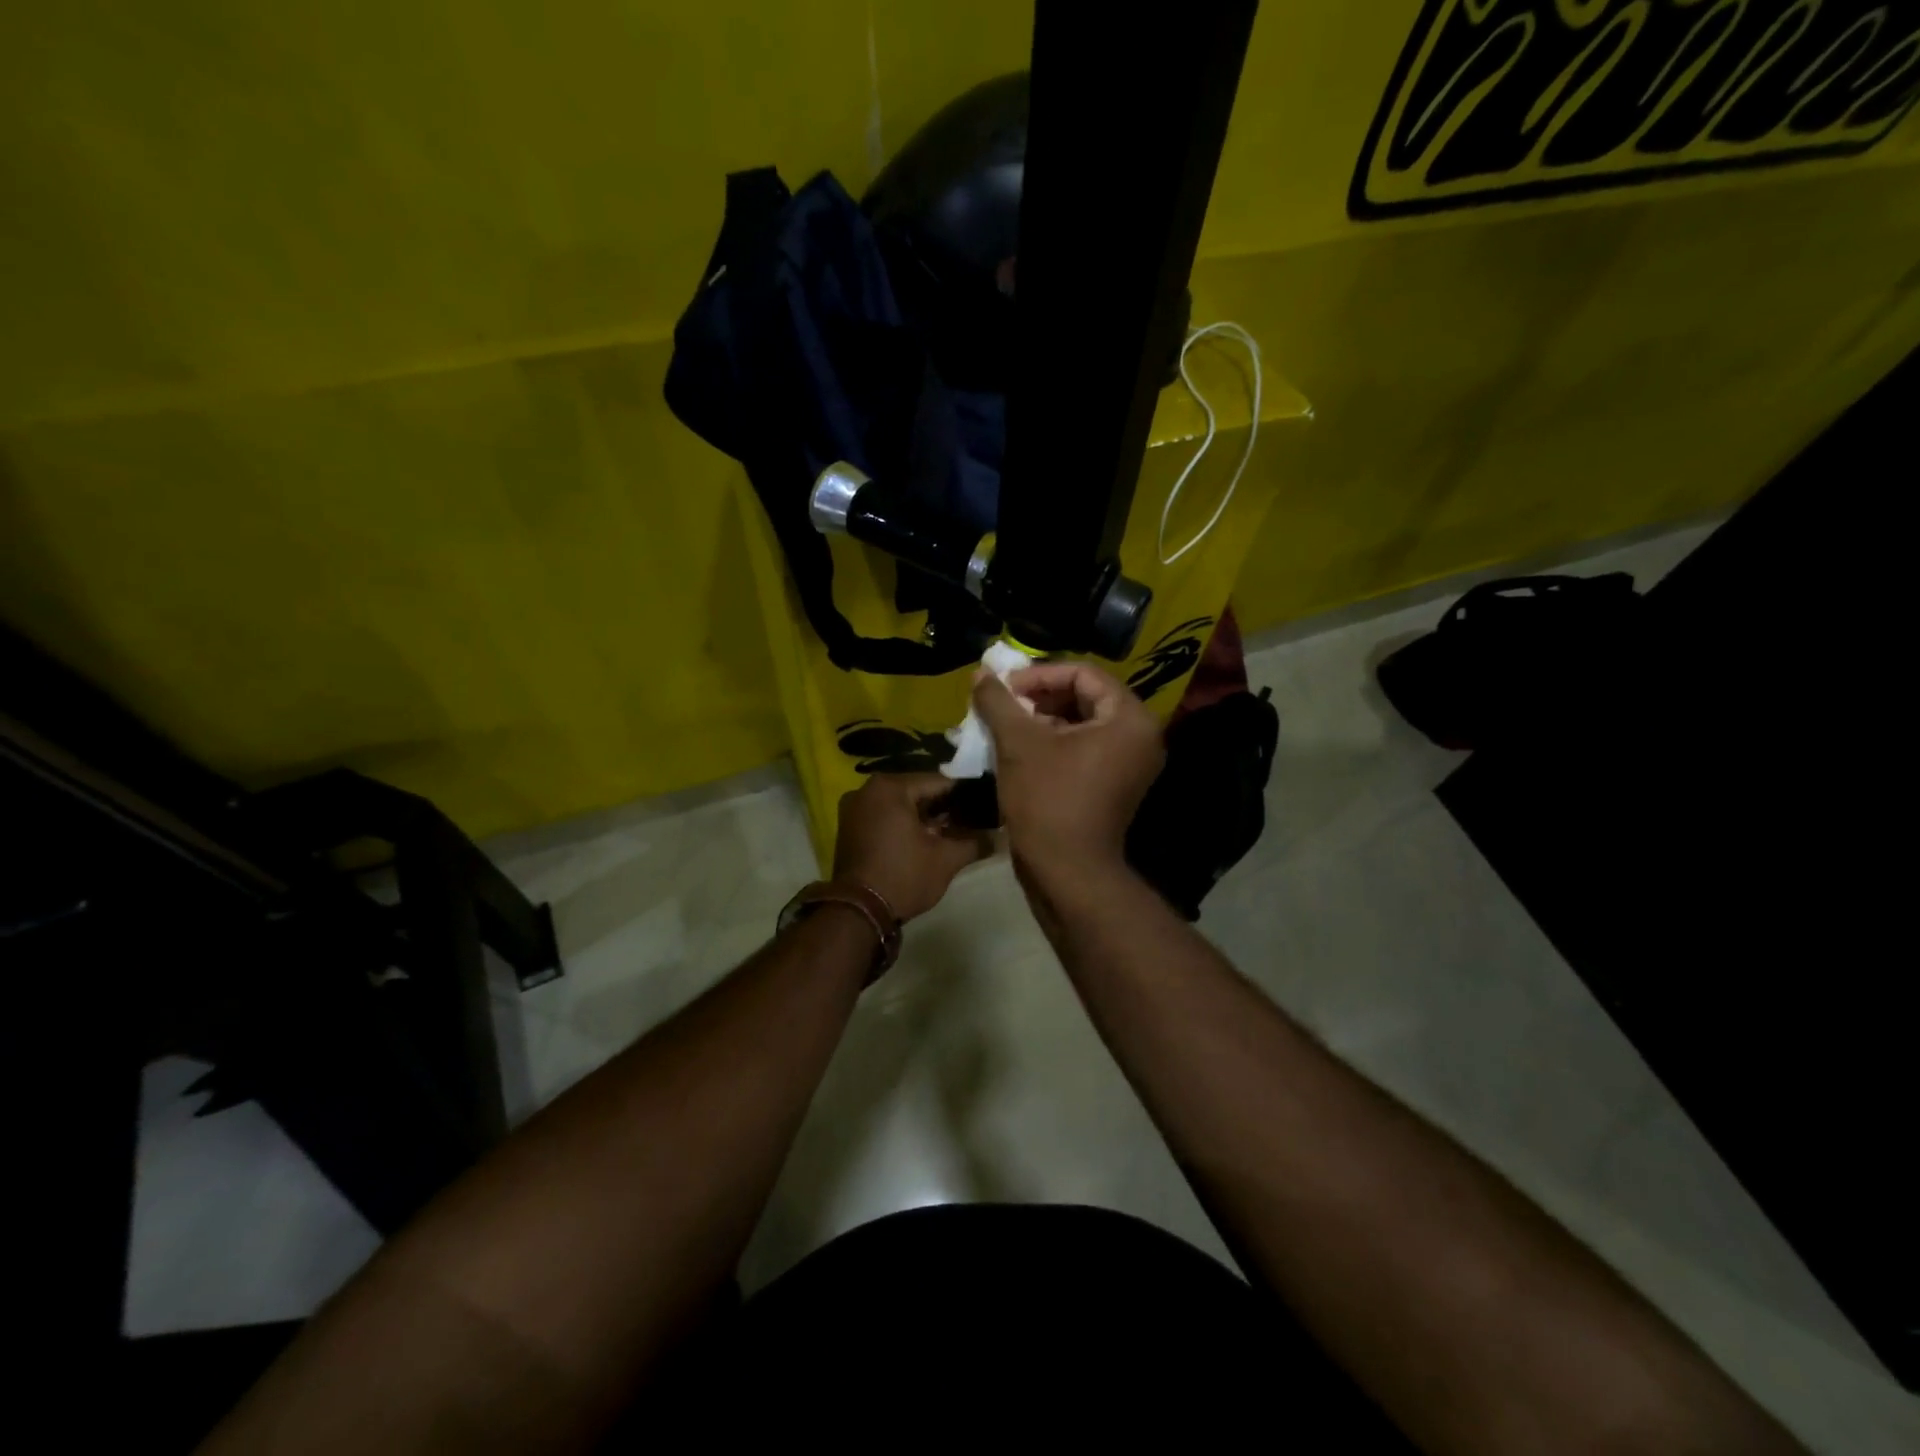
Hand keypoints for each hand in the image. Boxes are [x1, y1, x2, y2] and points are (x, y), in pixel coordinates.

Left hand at [833, 772, 991, 919]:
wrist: (858, 911)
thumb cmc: (904, 877)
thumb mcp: (946, 860)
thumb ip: (975, 842)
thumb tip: (998, 836)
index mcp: (890, 787)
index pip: (939, 782)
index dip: (964, 796)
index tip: (984, 807)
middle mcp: (868, 789)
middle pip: (917, 791)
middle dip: (943, 807)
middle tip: (969, 823)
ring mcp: (854, 807)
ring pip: (900, 804)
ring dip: (923, 816)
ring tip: (949, 833)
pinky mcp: (848, 826)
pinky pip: (884, 815)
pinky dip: (902, 823)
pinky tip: (923, 840)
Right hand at [971, 662, 1164, 875]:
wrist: (1067, 871)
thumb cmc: (1047, 800)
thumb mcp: (1018, 743)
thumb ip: (999, 701)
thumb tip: (981, 672)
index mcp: (1129, 719)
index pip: (1084, 673)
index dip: (1040, 674)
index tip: (1006, 687)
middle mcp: (1140, 736)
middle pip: (1086, 696)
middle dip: (1041, 696)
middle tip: (1005, 703)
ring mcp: (1130, 762)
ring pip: (1083, 722)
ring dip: (1044, 719)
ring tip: (1007, 724)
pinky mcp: (1116, 783)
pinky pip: (1086, 746)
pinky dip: (1055, 741)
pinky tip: (1021, 748)